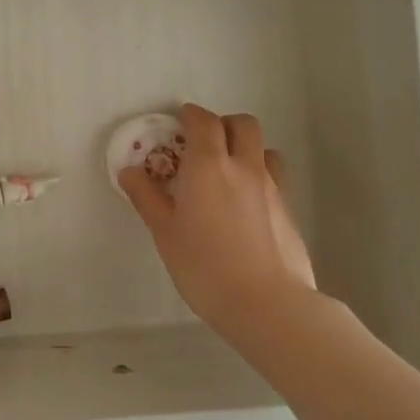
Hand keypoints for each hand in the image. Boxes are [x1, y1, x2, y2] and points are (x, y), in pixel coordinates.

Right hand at [119, 103, 316, 337]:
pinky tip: (246, 206)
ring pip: (265, 149)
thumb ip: (147, 198)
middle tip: (205, 143)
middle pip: (243, 124)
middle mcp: (245, 167)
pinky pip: (275, 178)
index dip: (191, 115)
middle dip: (224, 124)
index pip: (204, 121)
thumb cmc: (205, 266)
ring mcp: (273, 188)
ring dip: (248, 149)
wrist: (268, 304)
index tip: (180, 121)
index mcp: (209, 165)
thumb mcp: (165, 233)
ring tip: (229, 173)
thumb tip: (130, 171)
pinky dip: (260, 178)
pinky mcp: (289, 211)